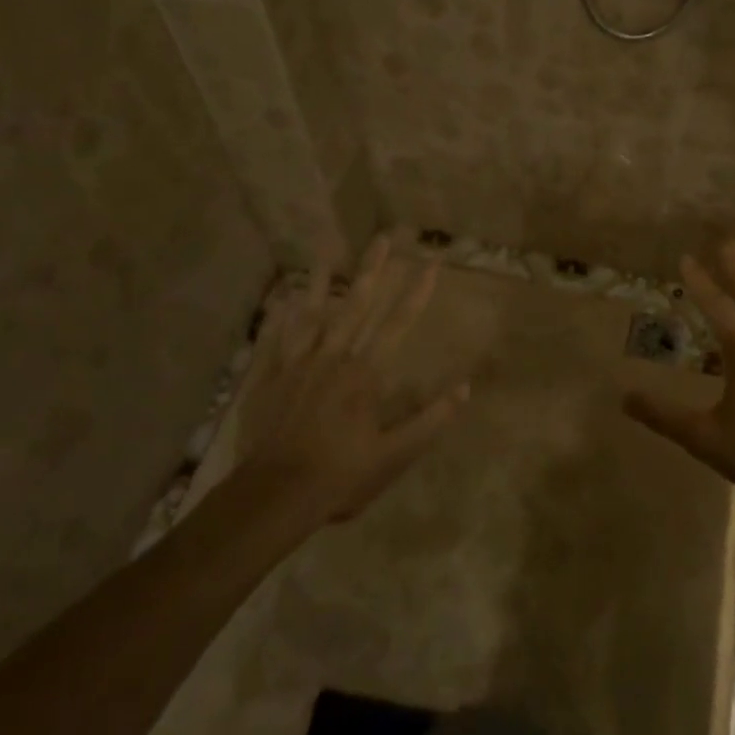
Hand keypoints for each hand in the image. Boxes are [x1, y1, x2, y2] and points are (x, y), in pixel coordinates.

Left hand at [236, 235, 469, 523]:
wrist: (274, 496)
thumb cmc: (341, 476)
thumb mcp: (395, 455)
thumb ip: (431, 419)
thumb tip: (465, 388)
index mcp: (365, 374)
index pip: (398, 323)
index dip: (418, 293)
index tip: (432, 264)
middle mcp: (333, 358)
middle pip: (356, 305)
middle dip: (372, 269)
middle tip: (383, 237)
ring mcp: (297, 365)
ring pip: (312, 314)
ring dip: (321, 281)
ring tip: (325, 252)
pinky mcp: (269, 379)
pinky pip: (276, 340)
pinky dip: (281, 318)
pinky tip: (282, 300)